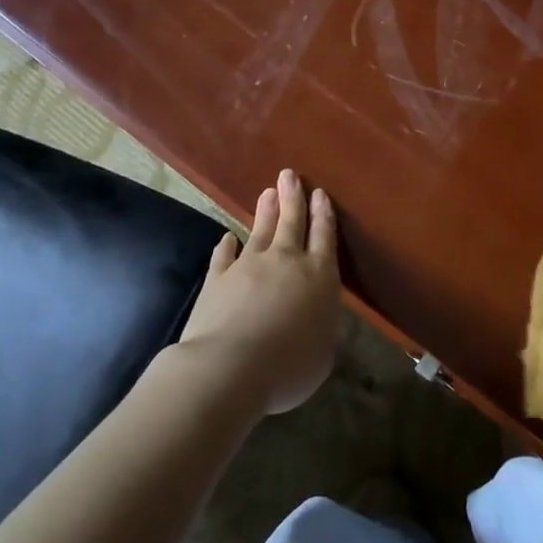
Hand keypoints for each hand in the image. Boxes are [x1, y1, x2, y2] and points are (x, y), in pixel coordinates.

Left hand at [177, 169, 340, 414]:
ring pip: (260, 230)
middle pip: (292, 222)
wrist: (230, 367)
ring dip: (265, 211)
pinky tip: (228, 237)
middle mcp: (286, 262)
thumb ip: (322, 328)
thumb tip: (318, 318)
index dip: (323, 214)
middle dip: (293, 198)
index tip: (320, 194)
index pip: (324, 237)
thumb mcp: (323, 353)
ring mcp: (249, 266)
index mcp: (319, 276)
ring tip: (268, 192)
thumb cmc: (289, 365)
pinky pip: (225, 256)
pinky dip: (227, 246)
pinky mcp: (218, 279)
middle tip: (290, 175)